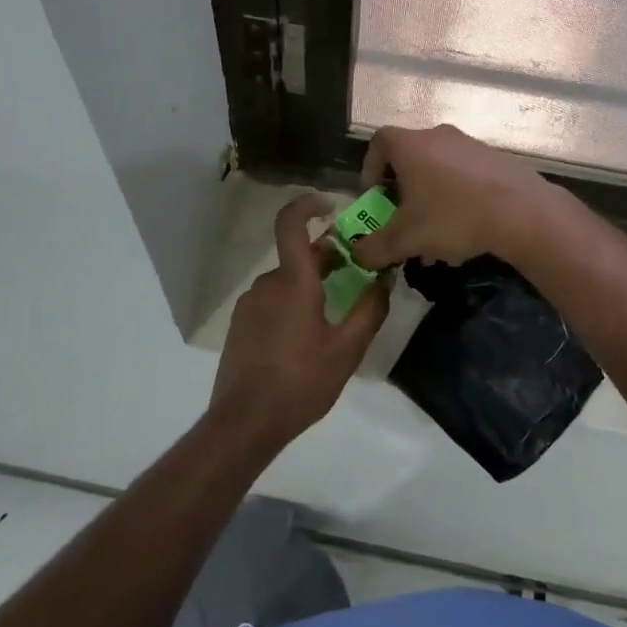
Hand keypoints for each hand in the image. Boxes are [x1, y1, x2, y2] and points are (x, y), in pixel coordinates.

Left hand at [208, 193, 390, 444]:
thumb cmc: (301, 382)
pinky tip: (305, 339)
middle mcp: (267, 284)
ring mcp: (249, 305)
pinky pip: (271, 302)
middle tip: (356, 276)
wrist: (245, 421)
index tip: (330, 205)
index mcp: (293, 282)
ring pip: (285, 282)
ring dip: (310, 287)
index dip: (307, 204)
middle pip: (297, 258)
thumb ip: (370, 310)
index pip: (291, 224)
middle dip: (326, 260)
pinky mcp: (240, 325)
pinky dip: (291, 305)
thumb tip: (385, 279)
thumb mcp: (347, 350)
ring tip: (334, 316)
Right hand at [351, 124, 554, 269]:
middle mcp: (439, 136)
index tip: (375, 195)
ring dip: (431, 195)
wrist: (522, 213)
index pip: (379, 142)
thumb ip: (375, 248)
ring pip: (440, 167)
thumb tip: (359, 255)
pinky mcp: (497, 160)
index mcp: (411, 145)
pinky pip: (466, 175)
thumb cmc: (452, 217)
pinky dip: (458, 196)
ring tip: (435, 231)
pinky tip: (467, 228)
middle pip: (410, 156)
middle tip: (403, 217)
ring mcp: (472, 145)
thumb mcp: (405, 239)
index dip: (370, 167)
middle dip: (402, 188)